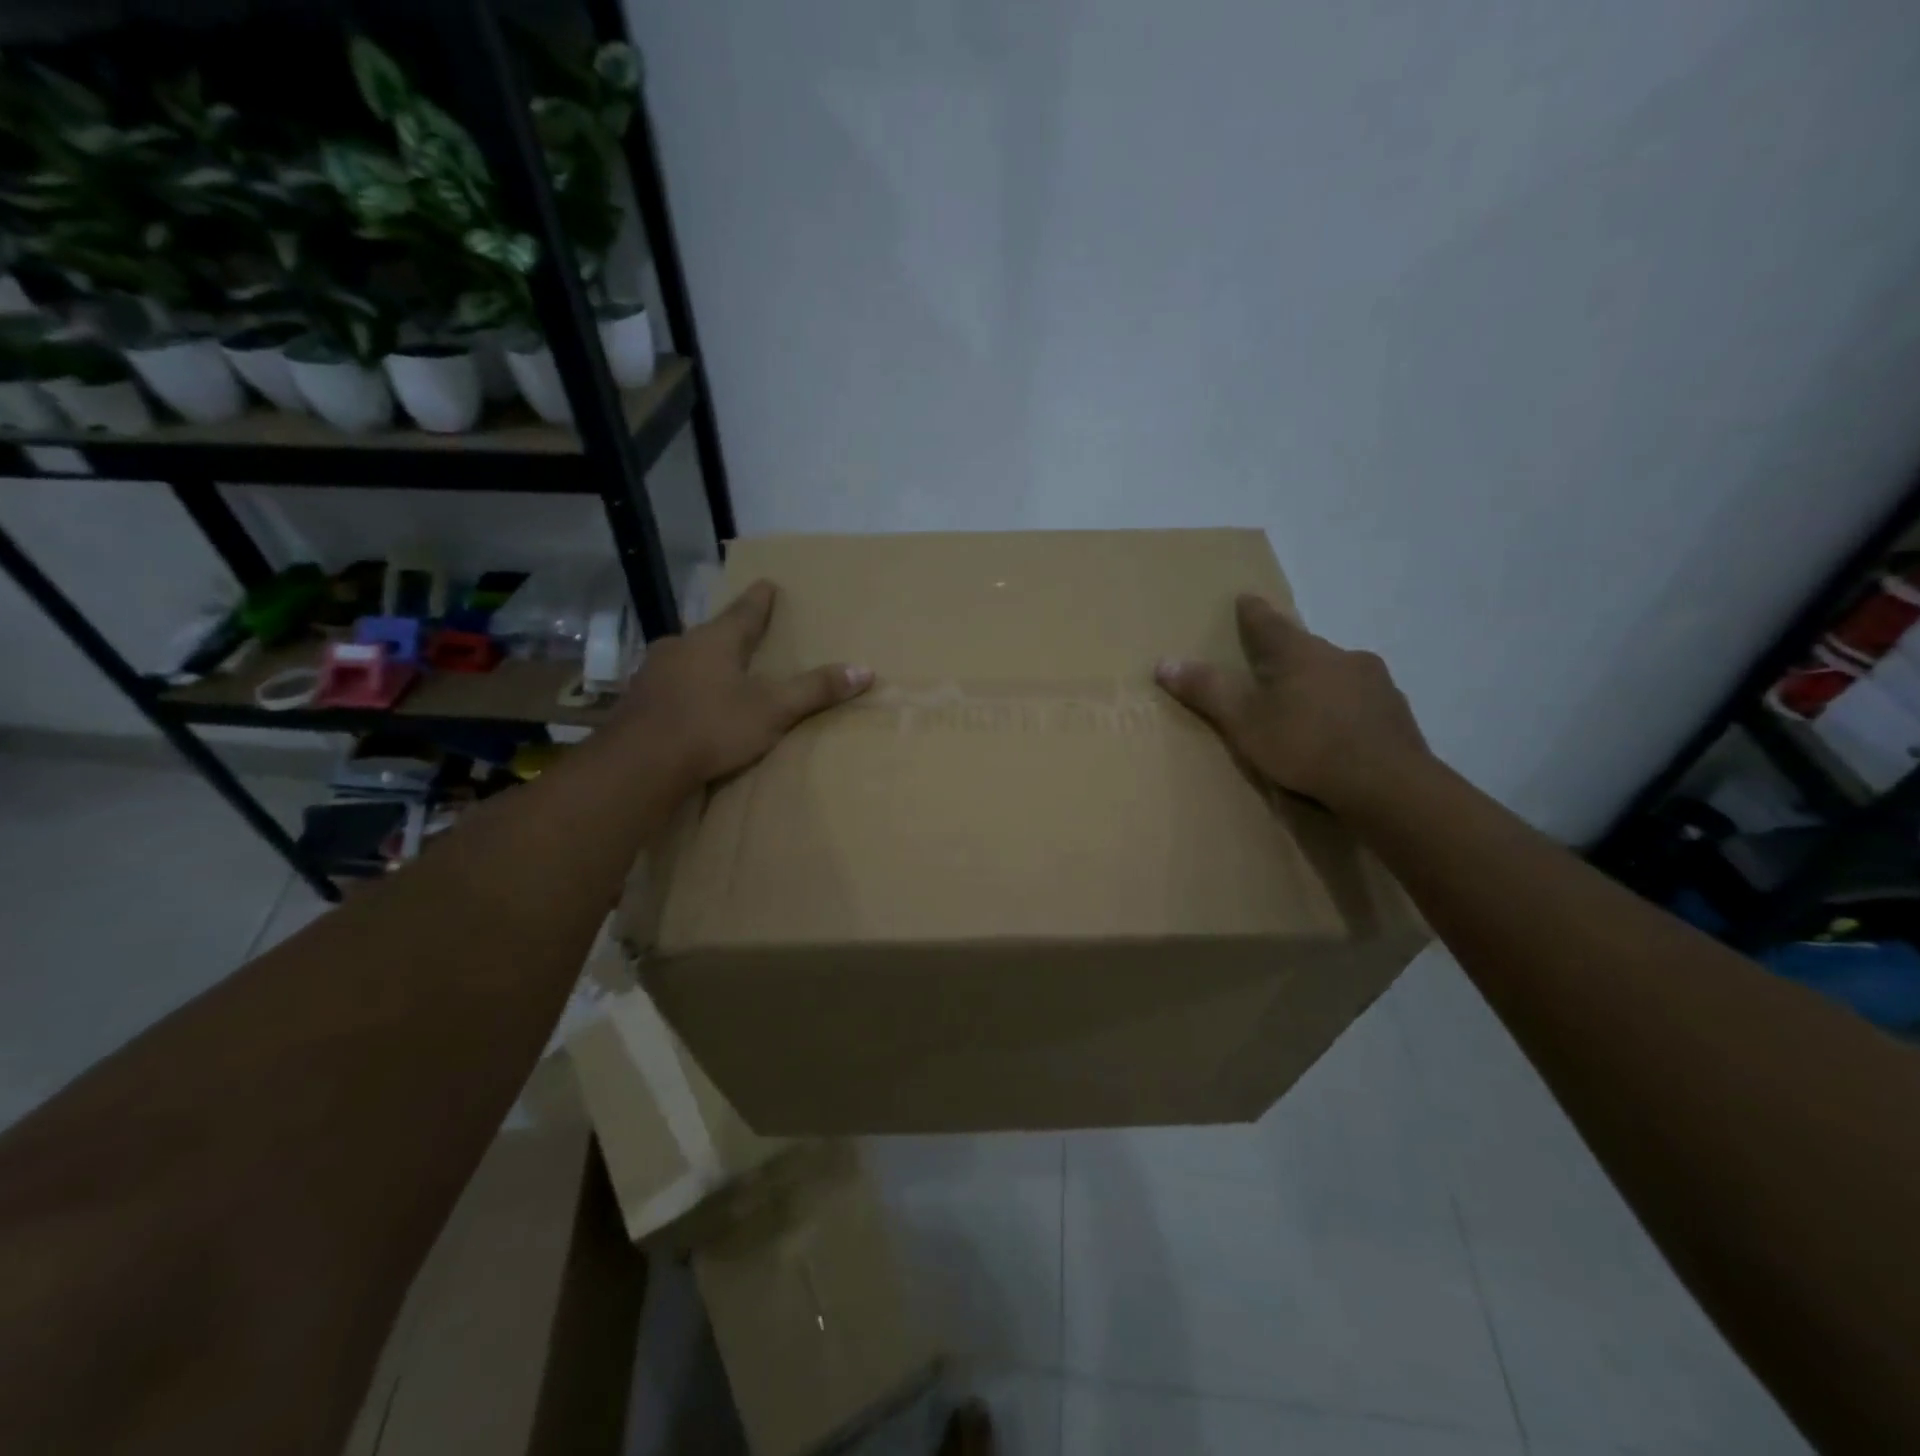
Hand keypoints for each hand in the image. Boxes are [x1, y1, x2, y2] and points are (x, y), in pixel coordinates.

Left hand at [616, 579, 871, 785]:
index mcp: (716, 640)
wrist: (640, 763)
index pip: (745, 611)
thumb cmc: (712, 726)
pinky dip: (684, 689)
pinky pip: (668, 685)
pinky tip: (688, 705)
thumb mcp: (773, 710)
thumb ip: (815, 690)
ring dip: (703, 662)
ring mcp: (653, 672)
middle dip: (730, 634)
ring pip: (686, 658)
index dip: (760, 599)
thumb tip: (864, 669)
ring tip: (719, 673)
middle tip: (745, 636)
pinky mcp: (636, 700)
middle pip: (712, 633)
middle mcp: (681, 646)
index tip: (768, 583)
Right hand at [1155, 594, 1429, 813]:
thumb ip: (1207, 691)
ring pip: (1335, 672)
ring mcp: (1374, 681)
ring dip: (1317, 682)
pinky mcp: (1395, 711)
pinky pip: (1359, 700)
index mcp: (1298, 652)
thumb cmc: (1305, 746)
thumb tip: (1164, 662)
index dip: (1251, 612)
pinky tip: (1338, 733)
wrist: (1387, 784)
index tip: (1245, 598)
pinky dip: (1343, 708)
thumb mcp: (1244, 722)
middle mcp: (1338, 655)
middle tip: (1268, 669)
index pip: (1267, 622)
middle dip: (1285, 655)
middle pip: (1303, 647)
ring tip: (1303, 707)